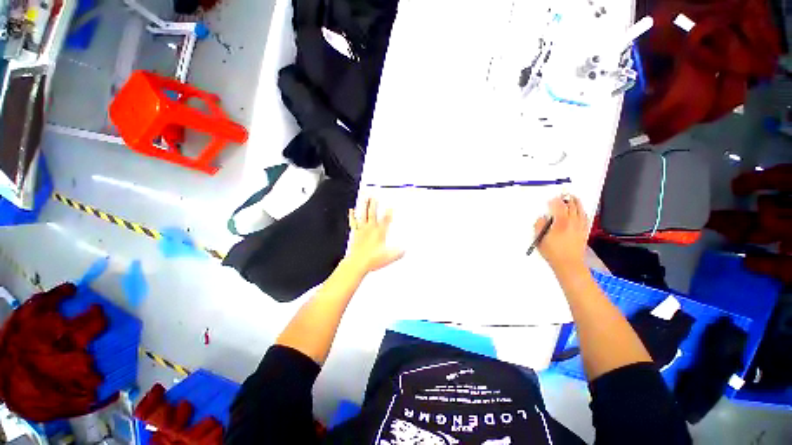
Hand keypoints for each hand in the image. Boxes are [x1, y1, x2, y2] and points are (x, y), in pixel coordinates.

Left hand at [346, 198, 404, 273]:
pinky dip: (352, 216)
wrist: (357, 263)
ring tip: (365, 198)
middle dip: (374, 204)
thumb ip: (398, 252)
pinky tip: (352, 210)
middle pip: (373, 213)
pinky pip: (354, 222)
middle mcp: (371, 229)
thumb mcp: (389, 257)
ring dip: (364, 206)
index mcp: (380, 232)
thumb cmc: (373, 259)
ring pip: (363, 215)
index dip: (389, 212)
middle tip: (375, 196)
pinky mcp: (356, 233)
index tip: (391, 206)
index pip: (386, 219)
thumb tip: (405, 249)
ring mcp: (362, 230)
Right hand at [534, 195, 588, 273]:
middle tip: (564, 194)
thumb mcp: (539, 239)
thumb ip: (539, 226)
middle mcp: (572, 223)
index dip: (555, 201)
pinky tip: (582, 211)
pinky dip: (583, 212)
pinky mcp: (584, 232)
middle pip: (571, 207)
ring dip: (577, 203)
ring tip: (574, 198)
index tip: (551, 199)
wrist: (568, 264)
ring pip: (580, 211)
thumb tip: (542, 218)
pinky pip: (585, 218)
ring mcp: (580, 227)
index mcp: (560, 223)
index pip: (559, 207)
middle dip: (567, 199)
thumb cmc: (552, 252)